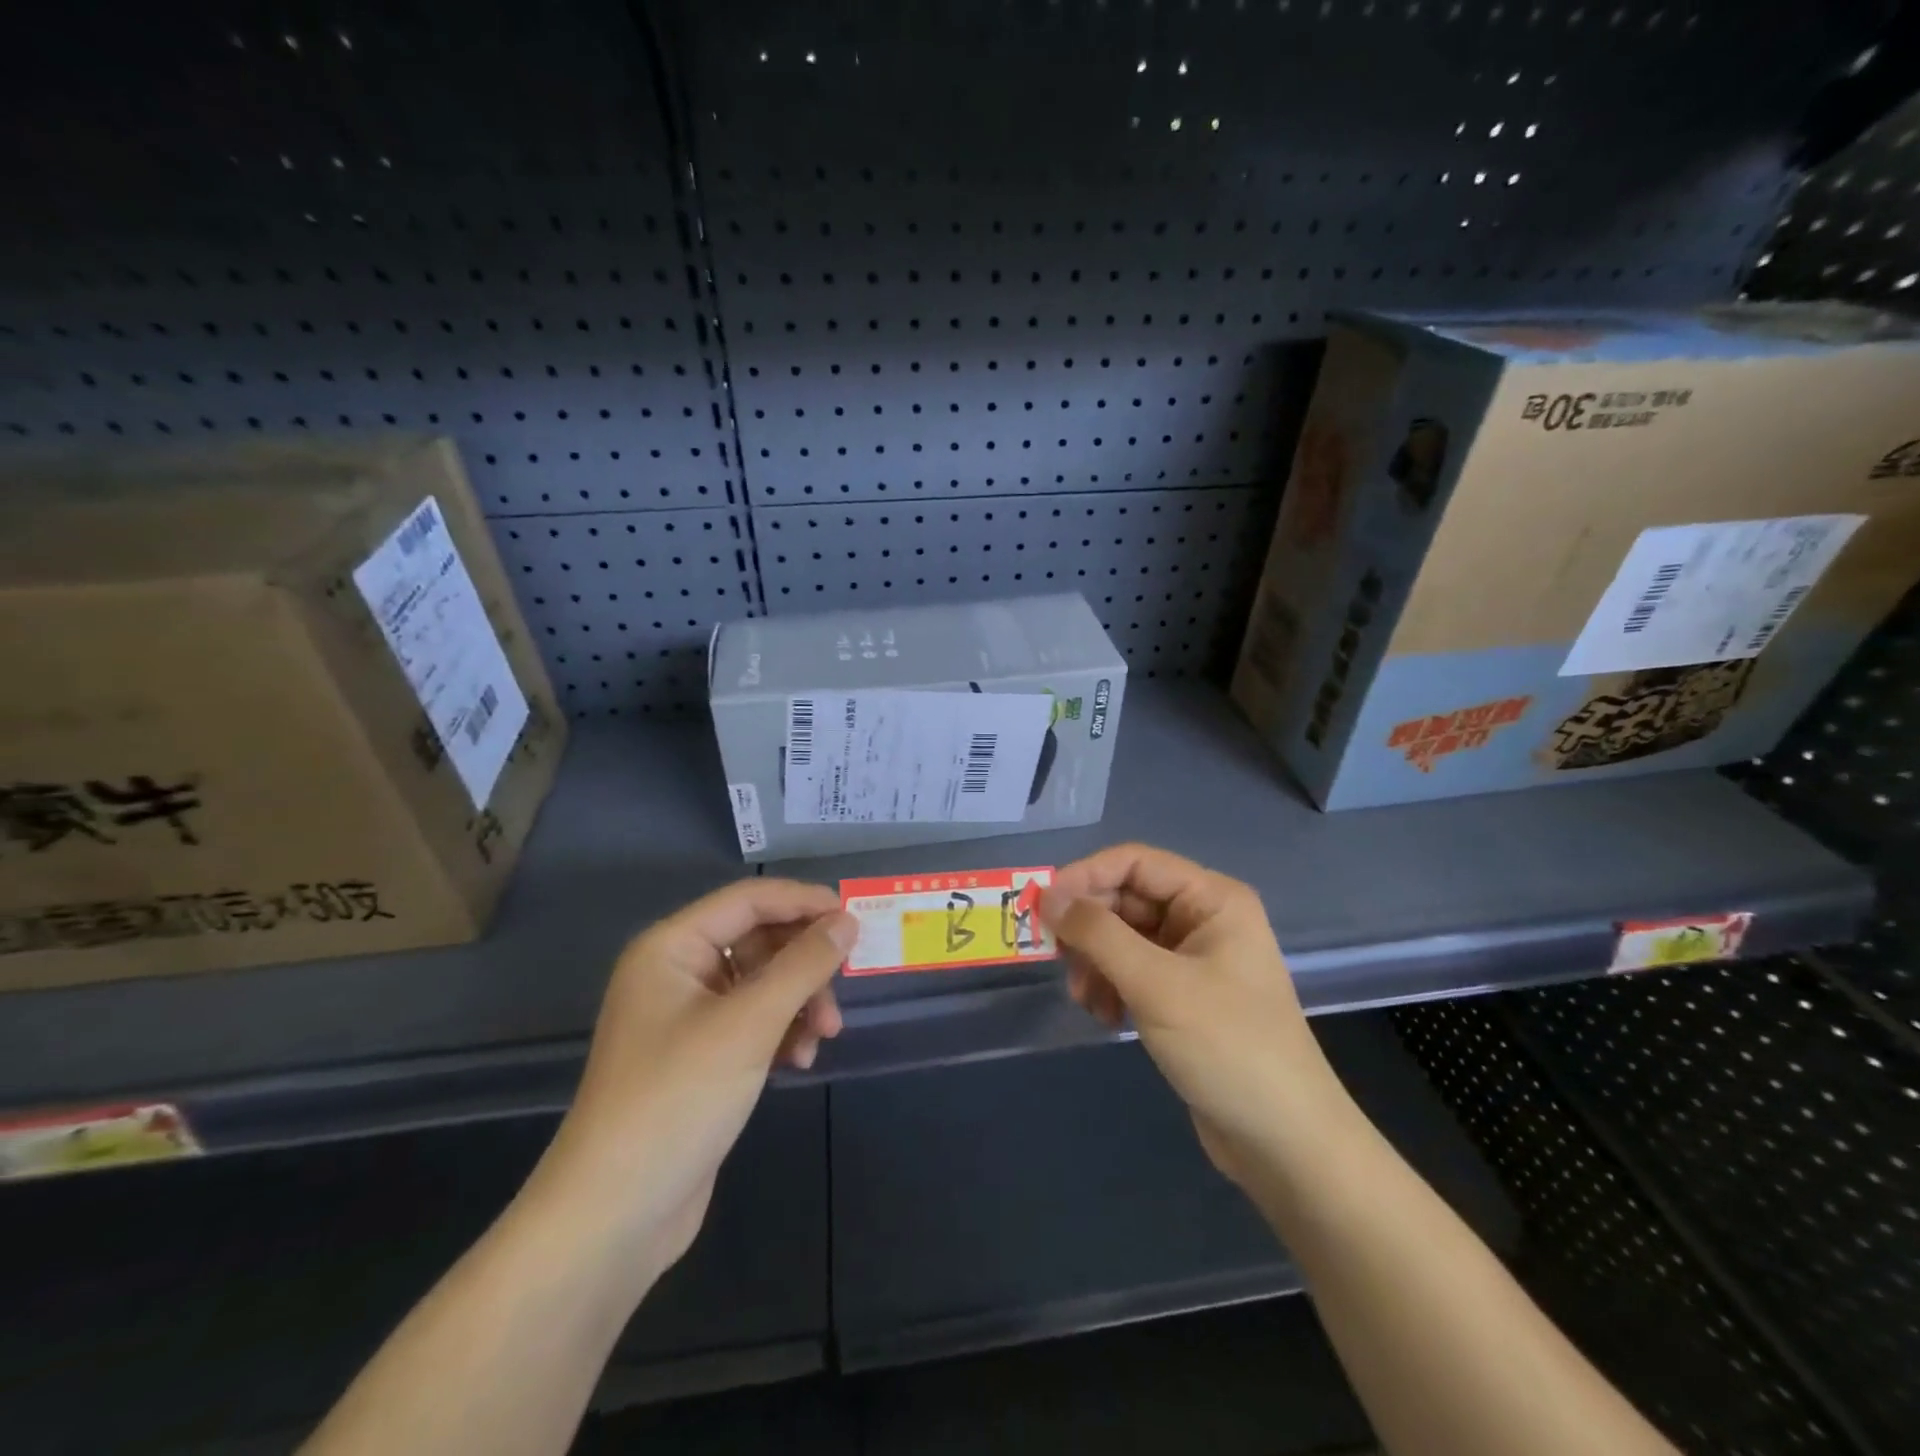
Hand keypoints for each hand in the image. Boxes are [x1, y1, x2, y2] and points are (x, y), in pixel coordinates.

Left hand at [525, 879, 854, 1293]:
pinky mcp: (700, 1058)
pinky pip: (753, 1022)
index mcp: (671, 948)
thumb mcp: (749, 1024)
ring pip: (761, 984)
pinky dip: (782, 1032)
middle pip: (758, 941)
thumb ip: (803, 966)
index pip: (748, 900)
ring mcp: (686, 1017)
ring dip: (798, 1002)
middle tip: (840, 991)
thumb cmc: (677, 1099)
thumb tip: (847, 921)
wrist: (614, 1216)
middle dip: (803, 965)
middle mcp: (676, 973)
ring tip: (822, 1036)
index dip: (802, 902)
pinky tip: (800, 1060)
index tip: (853, 917)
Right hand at [1042, 844, 1344, 1183]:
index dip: (1085, 876)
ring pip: (1123, 937)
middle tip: (1058, 960)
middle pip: (1126, 899)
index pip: (1135, 862)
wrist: (1285, 1143)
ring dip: (1095, 962)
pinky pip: (1132, 971)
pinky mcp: (1183, 996)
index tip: (1042, 905)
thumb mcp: (1156, 984)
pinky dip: (1111, 986)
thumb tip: (1047, 896)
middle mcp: (1203, 918)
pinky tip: (1106, 1018)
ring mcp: (1194, 958)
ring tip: (1085, 1000)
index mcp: (1211, 899)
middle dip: (1089, 928)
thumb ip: (1098, 934)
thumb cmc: (1227, 1047)